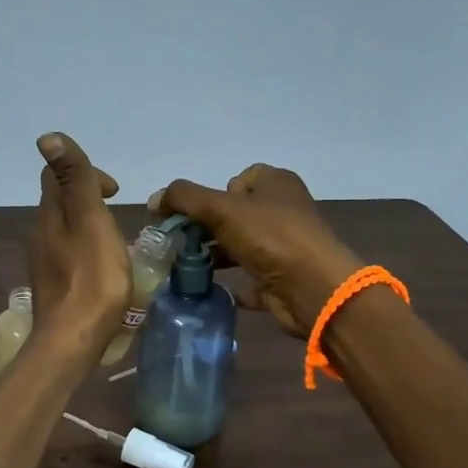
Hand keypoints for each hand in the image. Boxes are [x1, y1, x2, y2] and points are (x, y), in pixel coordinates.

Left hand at [26, 133, 129, 348]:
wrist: (72, 342)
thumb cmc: (91, 280)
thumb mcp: (91, 221)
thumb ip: (76, 179)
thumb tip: (47, 136)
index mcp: (49, 216)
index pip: (57, 176)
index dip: (86, 173)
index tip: (114, 191)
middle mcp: (39, 234)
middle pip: (60, 203)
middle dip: (88, 198)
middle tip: (117, 213)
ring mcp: (43, 262)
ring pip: (63, 230)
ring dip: (88, 225)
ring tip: (115, 241)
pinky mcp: (52, 286)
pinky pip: (67, 255)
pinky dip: (85, 250)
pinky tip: (102, 269)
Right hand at [152, 165, 363, 336]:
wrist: (313, 288)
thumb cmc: (270, 237)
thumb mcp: (221, 208)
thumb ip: (184, 198)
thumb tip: (154, 200)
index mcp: (277, 183)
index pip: (238, 179)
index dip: (214, 194)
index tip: (199, 214)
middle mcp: (284, 210)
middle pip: (235, 213)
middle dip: (207, 227)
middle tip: (182, 243)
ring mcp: (285, 246)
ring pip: (241, 245)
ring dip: (216, 255)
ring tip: (188, 268)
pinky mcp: (283, 277)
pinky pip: (251, 277)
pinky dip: (234, 283)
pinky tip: (213, 288)